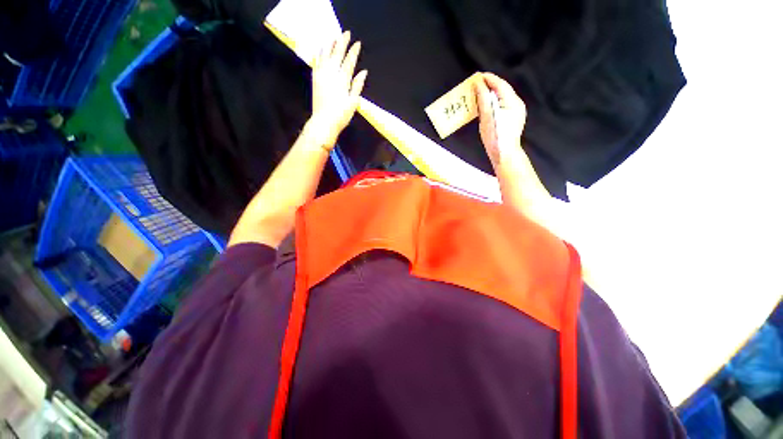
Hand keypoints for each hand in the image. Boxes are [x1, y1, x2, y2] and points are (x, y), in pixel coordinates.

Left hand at [308, 31, 367, 148]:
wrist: (323, 122)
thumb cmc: (341, 115)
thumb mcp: (353, 102)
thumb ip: (357, 85)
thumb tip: (363, 72)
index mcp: (343, 80)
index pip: (349, 61)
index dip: (354, 51)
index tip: (357, 43)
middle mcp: (332, 74)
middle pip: (337, 54)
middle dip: (342, 42)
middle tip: (346, 33)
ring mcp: (322, 75)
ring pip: (326, 55)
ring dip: (330, 44)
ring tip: (333, 36)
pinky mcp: (315, 79)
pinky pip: (316, 62)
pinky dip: (319, 54)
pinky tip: (320, 49)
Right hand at [474, 73, 526, 165]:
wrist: (505, 155)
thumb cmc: (495, 137)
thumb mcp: (486, 117)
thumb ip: (483, 99)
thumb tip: (478, 84)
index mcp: (512, 102)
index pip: (500, 84)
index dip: (489, 79)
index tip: (477, 76)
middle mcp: (517, 103)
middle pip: (503, 89)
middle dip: (490, 85)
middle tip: (476, 83)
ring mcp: (517, 111)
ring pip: (503, 96)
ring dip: (491, 93)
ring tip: (479, 92)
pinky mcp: (514, 117)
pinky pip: (503, 104)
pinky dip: (494, 101)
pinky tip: (487, 104)